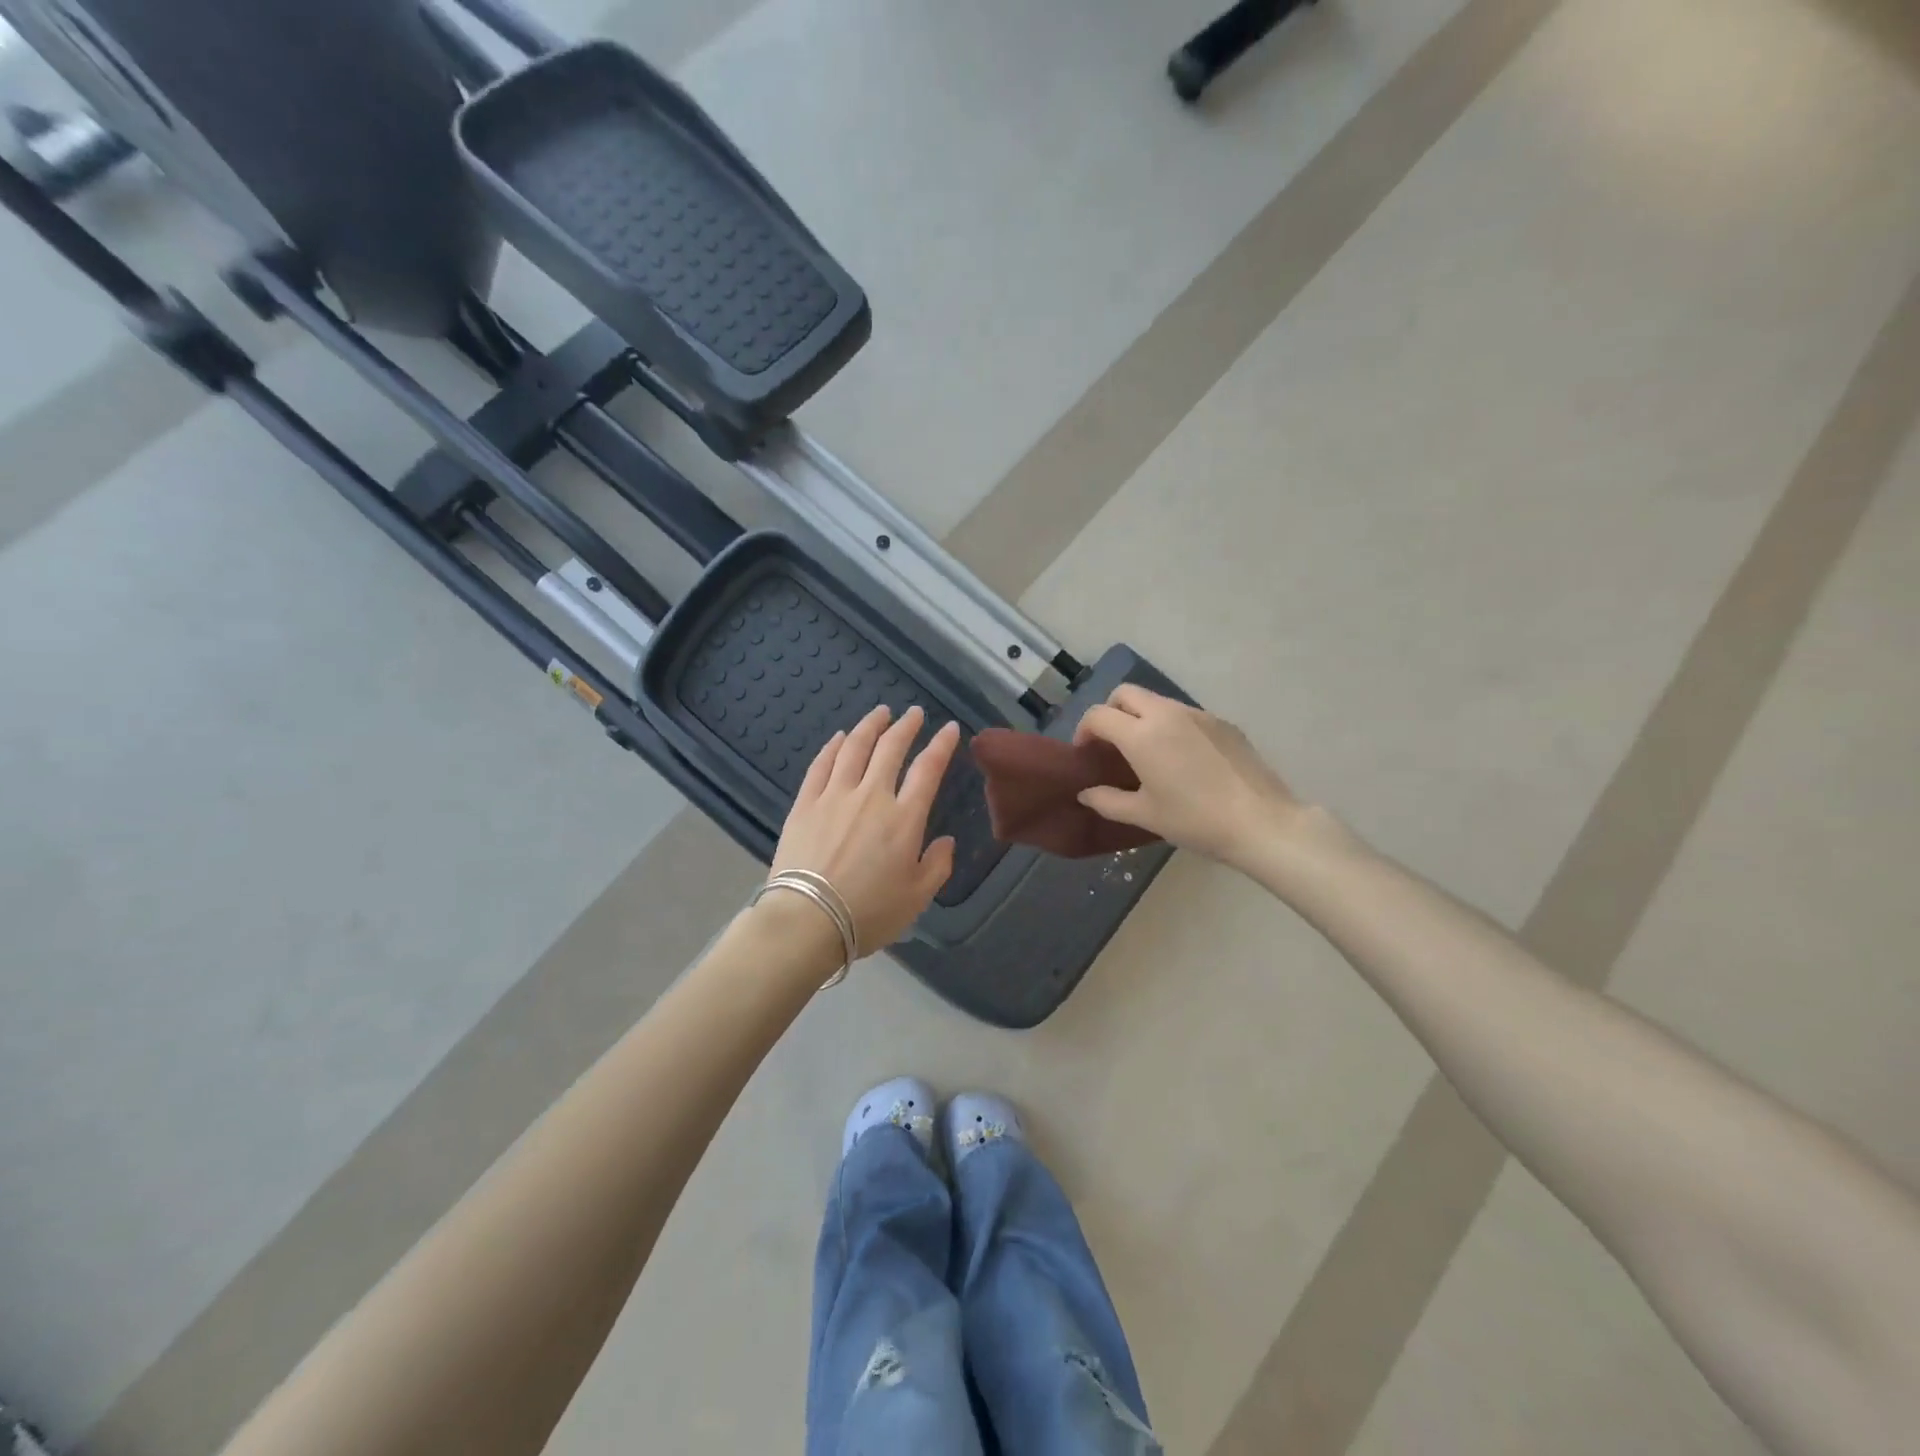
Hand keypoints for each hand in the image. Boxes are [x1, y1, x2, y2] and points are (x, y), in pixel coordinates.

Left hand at [770, 705, 960, 954]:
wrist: (807, 920)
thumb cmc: (868, 913)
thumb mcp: (917, 898)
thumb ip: (937, 866)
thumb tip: (945, 841)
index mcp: (904, 819)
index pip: (928, 770)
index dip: (940, 745)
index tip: (948, 729)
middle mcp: (871, 797)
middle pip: (890, 749)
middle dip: (905, 726)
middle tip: (913, 713)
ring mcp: (834, 797)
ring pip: (854, 748)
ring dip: (870, 727)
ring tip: (880, 713)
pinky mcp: (805, 804)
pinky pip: (820, 765)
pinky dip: (833, 747)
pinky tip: (839, 737)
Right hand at [1073, 685, 1301, 869]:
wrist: (1261, 822)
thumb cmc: (1195, 820)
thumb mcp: (1145, 815)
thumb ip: (1108, 801)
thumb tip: (1086, 793)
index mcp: (1142, 735)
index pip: (1099, 715)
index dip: (1084, 731)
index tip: (1086, 753)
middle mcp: (1168, 713)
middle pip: (1126, 694)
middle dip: (1111, 712)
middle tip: (1112, 744)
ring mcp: (1199, 715)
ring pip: (1157, 702)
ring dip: (1142, 718)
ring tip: (1148, 753)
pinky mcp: (1223, 723)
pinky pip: (1185, 715)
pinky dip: (1171, 727)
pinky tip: (1183, 760)